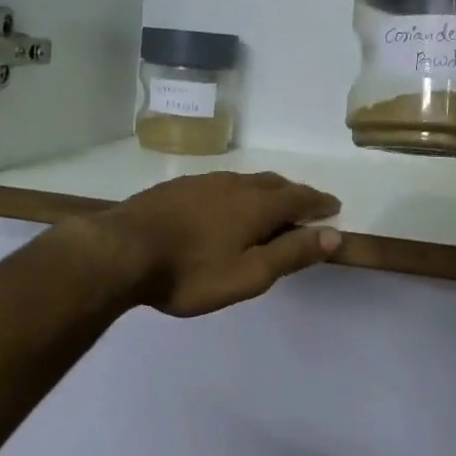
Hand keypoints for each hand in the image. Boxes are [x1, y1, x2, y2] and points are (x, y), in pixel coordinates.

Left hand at [88, 172, 342, 317]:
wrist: (122, 250)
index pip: (299, 197)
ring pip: (245, 180)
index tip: (333, 207)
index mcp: (257, 206)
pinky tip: (223, 205)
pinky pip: (220, 184)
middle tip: (305, 206)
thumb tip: (333, 235)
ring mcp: (203, 182)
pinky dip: (236, 192)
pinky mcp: (178, 187)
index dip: (319, 202)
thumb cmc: (190, 272)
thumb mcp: (248, 275)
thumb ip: (291, 253)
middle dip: (294, 193)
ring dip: (265, 190)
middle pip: (274, 183)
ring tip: (268, 204)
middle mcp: (234, 185)